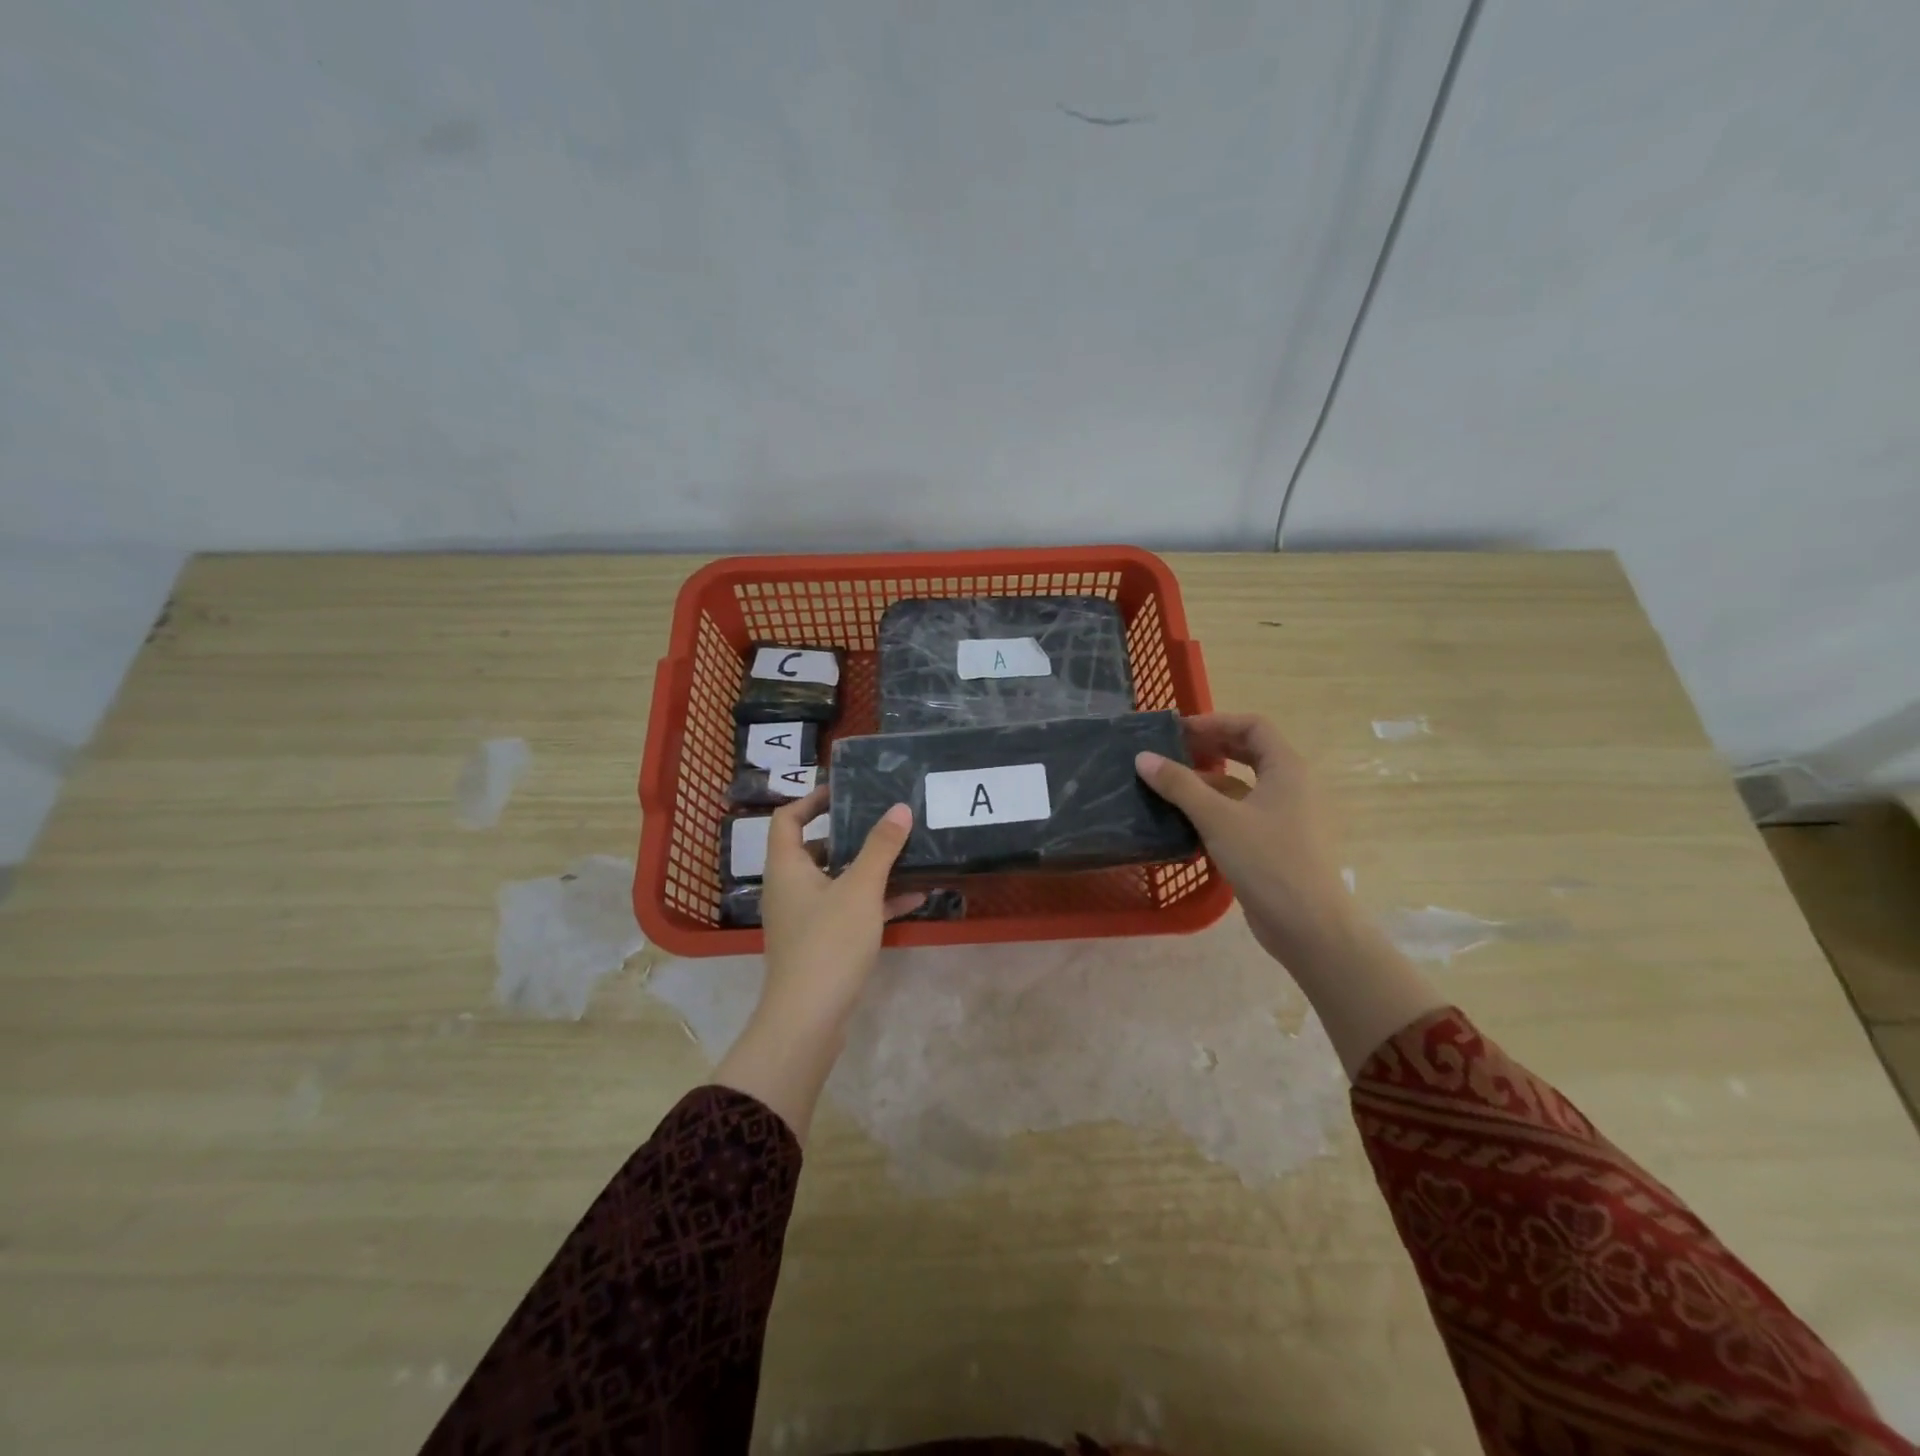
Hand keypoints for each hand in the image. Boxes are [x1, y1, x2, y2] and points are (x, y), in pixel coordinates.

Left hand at [712, 786, 921, 1141]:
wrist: (808, 1019)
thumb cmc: (828, 943)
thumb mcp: (860, 889)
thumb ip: (881, 847)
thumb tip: (899, 808)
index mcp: (787, 867)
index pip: (787, 818)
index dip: (812, 799)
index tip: (845, 790)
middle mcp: (789, 888)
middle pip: (814, 848)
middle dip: (849, 833)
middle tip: (882, 819)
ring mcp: (804, 917)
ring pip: (836, 880)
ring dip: (868, 867)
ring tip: (905, 852)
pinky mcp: (821, 942)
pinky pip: (848, 909)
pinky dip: (875, 900)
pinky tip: (914, 896)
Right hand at [1134, 714, 1354, 966]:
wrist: (1308, 925)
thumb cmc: (1268, 861)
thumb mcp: (1217, 818)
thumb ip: (1179, 785)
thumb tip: (1143, 757)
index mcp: (1287, 769)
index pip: (1253, 726)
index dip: (1216, 721)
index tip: (1179, 730)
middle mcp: (1290, 786)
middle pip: (1249, 752)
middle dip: (1211, 747)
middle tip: (1171, 752)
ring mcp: (1284, 816)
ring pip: (1243, 786)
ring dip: (1208, 780)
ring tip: (1168, 786)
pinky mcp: (1275, 843)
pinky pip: (1242, 813)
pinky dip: (1215, 809)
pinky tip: (1184, 820)